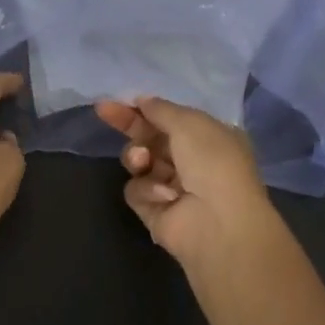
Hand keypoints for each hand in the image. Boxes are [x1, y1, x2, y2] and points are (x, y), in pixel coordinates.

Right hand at [94, 96, 282, 272]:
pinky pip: (137, 190)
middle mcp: (192, 162)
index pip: (170, 118)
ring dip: (137, 158)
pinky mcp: (156, 211)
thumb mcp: (190, 123)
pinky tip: (165, 196)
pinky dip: (147, 190)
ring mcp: (173, 187)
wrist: (219, 223)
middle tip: (105, 111)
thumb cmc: (212, 163)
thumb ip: (162, 110)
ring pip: (139, 163)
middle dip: (130, 126)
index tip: (119, 101)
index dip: (145, 109)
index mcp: (208, 138)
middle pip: (150, 138)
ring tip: (144, 162)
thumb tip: (143, 101)